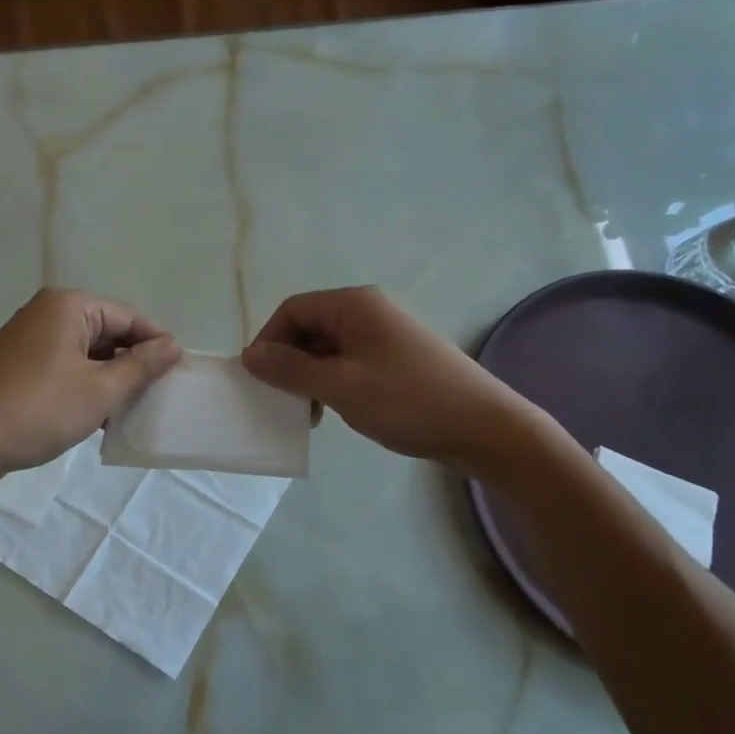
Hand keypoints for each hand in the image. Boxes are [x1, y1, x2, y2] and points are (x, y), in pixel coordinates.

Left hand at [0, 288, 181, 480]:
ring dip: (109, 377)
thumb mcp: (100, 390)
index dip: (156, 343)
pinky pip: (64, 365)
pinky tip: (100, 415)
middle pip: (106, 332)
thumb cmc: (39, 410)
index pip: (128, 317)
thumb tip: (174, 345)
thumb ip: (141, 366)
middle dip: (132, 362)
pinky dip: (84, 384)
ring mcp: (29, 337)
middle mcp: (47, 312)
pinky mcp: (18, 363)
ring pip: (86, 352)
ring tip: (132, 408)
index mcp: (68, 306)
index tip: (179, 372)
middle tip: (157, 394)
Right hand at [241, 286, 538, 467]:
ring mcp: (384, 335)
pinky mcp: (396, 359)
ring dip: (310, 377)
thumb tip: (250, 355)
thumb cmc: (408, 401)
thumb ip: (291, 370)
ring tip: (311, 412)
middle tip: (285, 400)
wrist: (484, 428)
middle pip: (310, 327)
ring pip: (328, 348)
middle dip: (290, 362)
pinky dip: (333, 383)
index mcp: (354, 305)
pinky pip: (349, 362)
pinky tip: (336, 410)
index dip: (269, 341)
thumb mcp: (340, 386)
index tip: (259, 379)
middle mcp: (368, 311)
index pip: (293, 310)